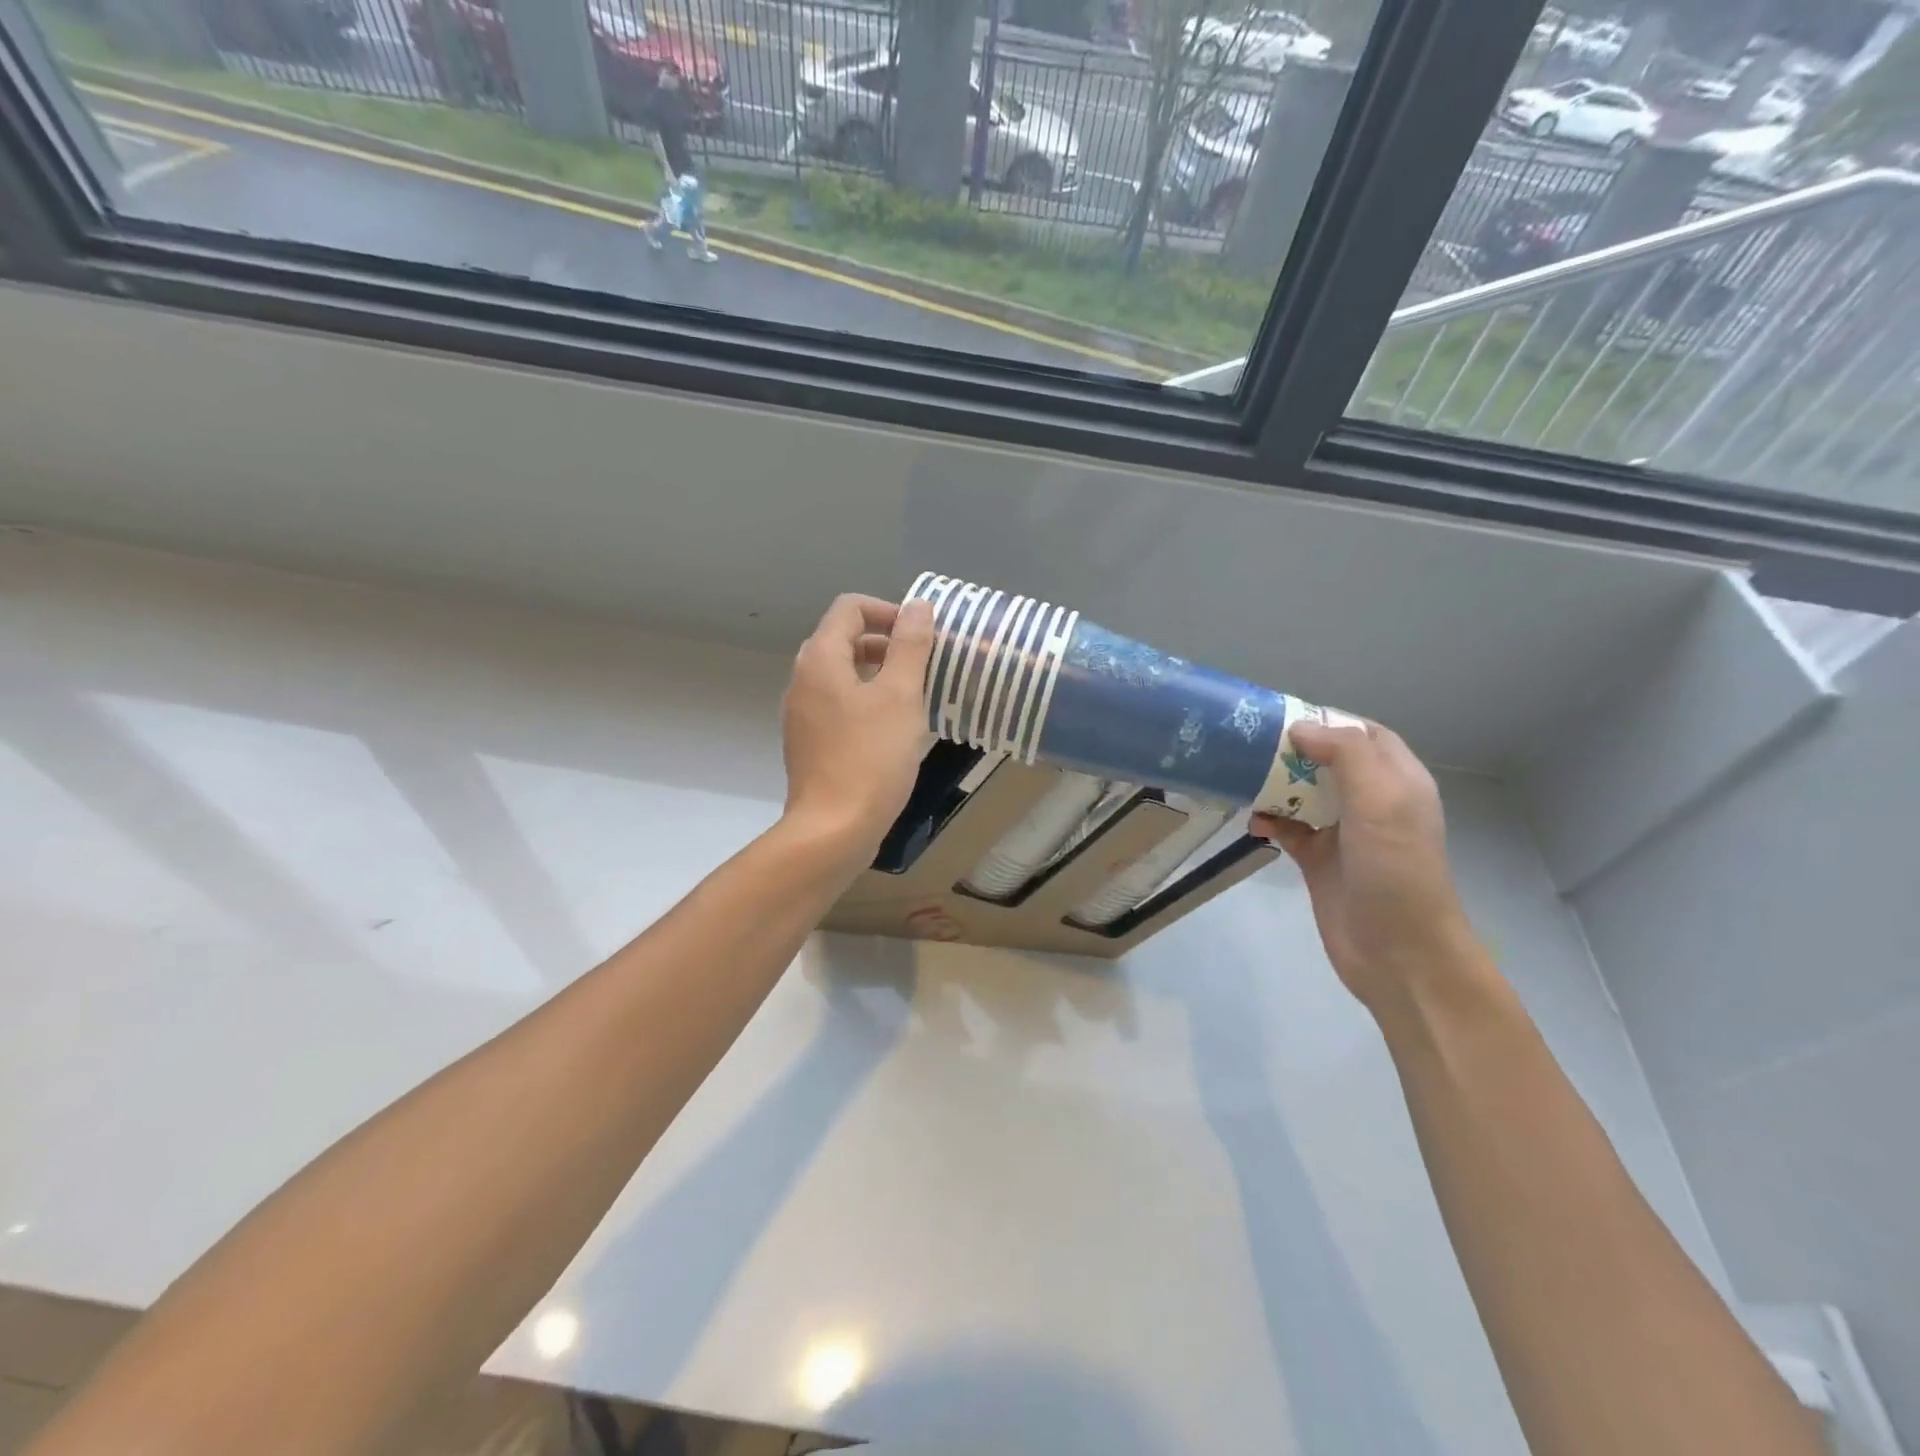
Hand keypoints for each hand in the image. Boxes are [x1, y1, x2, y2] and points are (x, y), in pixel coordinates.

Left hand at [780, 594, 934, 860]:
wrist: (833, 830)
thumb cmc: (871, 757)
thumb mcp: (900, 696)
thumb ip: (910, 646)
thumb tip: (918, 605)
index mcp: (821, 659)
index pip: (850, 608)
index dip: (888, 611)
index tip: (922, 636)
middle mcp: (803, 679)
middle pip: (844, 640)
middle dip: (886, 644)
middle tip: (924, 666)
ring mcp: (803, 714)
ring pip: (842, 676)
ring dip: (879, 675)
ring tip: (915, 697)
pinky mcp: (810, 743)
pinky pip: (839, 706)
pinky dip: (866, 703)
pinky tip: (894, 730)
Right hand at [1251, 720, 1478, 1012]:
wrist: (1397, 952)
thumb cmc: (1395, 868)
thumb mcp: (1381, 800)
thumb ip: (1345, 754)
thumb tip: (1299, 728)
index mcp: (1396, 781)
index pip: (1363, 735)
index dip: (1328, 721)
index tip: (1283, 716)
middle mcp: (1371, 801)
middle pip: (1326, 761)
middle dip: (1292, 750)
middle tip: (1250, 743)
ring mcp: (1343, 832)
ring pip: (1302, 793)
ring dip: (1274, 785)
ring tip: (1241, 777)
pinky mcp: (1317, 859)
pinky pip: (1287, 828)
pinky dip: (1268, 821)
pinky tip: (1252, 822)